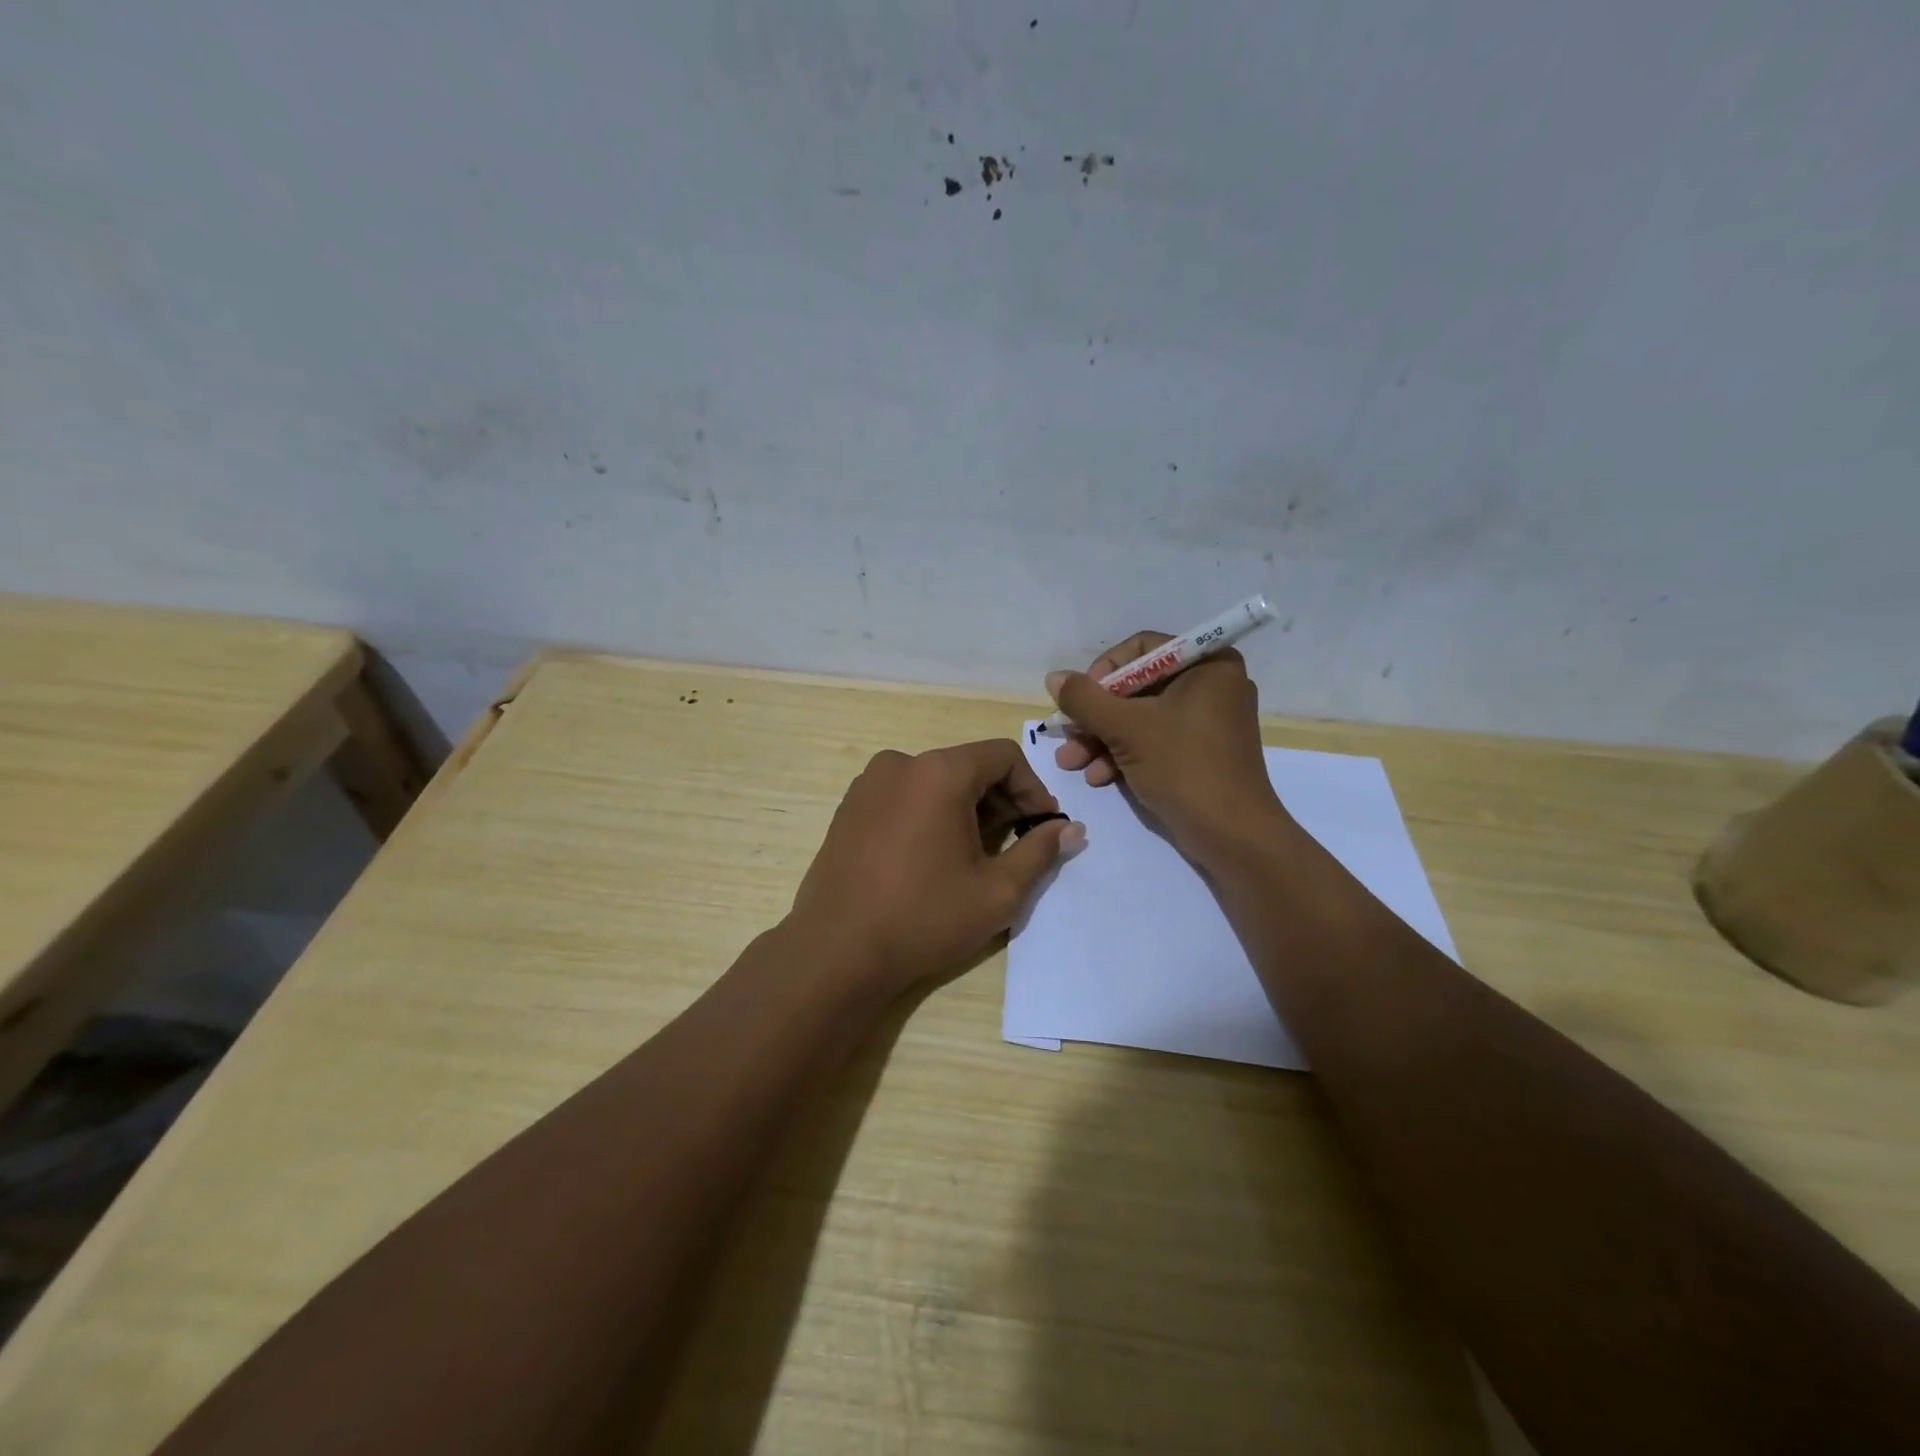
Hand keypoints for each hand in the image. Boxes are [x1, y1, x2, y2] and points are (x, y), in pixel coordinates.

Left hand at [790, 739, 1084, 993]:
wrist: (836, 952)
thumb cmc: (924, 918)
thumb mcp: (997, 891)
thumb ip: (1040, 852)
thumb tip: (1070, 829)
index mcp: (938, 772)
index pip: (1003, 755)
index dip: (1033, 788)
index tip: (1042, 827)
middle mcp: (900, 764)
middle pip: (967, 766)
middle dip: (1000, 799)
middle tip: (1015, 843)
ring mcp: (868, 785)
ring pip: (934, 781)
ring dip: (965, 808)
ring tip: (974, 854)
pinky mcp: (848, 808)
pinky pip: (903, 796)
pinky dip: (929, 814)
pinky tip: (931, 857)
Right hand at [1046, 632, 1285, 863]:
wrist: (1232, 835)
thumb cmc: (1184, 766)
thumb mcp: (1126, 728)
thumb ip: (1085, 699)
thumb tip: (1053, 677)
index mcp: (1208, 664)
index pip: (1142, 649)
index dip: (1104, 671)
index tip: (1079, 699)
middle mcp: (1210, 685)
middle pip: (1137, 687)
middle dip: (1096, 716)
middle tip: (1066, 735)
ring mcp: (1206, 722)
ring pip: (1140, 719)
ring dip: (1101, 740)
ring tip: (1071, 764)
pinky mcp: (1199, 754)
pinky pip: (1154, 742)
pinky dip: (1124, 755)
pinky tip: (1097, 777)